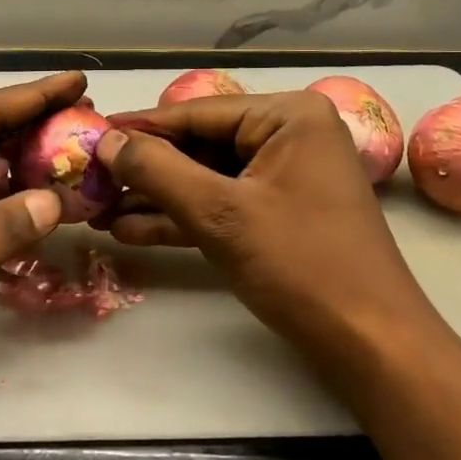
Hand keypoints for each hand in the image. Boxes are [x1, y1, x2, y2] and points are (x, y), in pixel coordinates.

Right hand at [95, 91, 451, 402]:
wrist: (372, 346)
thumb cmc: (301, 265)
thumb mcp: (220, 213)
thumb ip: (158, 170)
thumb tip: (106, 141)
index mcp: (287, 115)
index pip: (196, 113)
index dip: (139, 129)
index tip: (88, 137)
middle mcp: (290, 134)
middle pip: (200, 144)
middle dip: (145, 171)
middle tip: (89, 182)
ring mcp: (287, 175)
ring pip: (207, 177)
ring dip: (157, 197)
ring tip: (98, 211)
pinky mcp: (281, 213)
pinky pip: (224, 204)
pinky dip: (184, 217)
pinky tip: (132, 231)